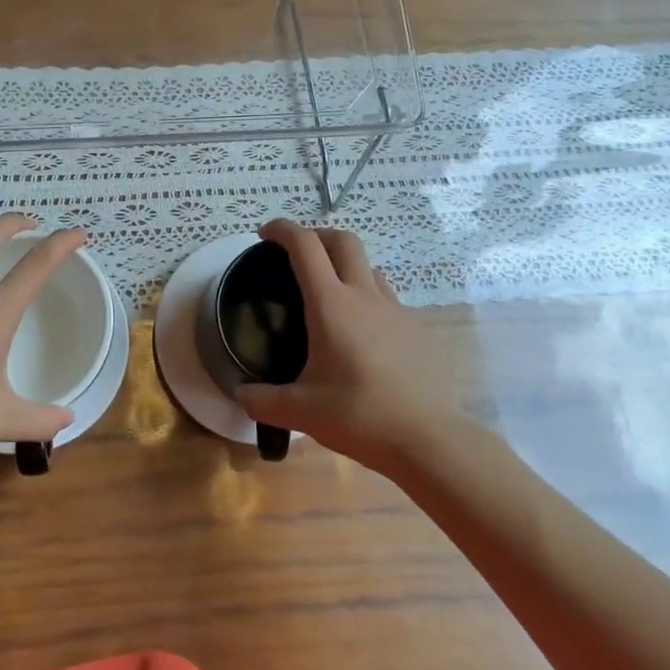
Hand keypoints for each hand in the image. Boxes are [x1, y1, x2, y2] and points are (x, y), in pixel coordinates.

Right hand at [236, 220, 472, 474]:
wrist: (428, 439)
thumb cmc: (359, 417)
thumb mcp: (301, 412)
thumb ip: (263, 401)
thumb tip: (241, 394)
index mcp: (331, 305)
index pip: (305, 246)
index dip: (283, 230)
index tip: (265, 234)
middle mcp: (364, 296)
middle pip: (343, 241)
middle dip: (317, 235)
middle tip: (297, 254)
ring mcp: (396, 309)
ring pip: (369, 267)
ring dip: (345, 266)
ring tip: (330, 294)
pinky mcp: (417, 328)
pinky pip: (387, 298)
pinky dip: (367, 299)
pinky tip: (361, 334)